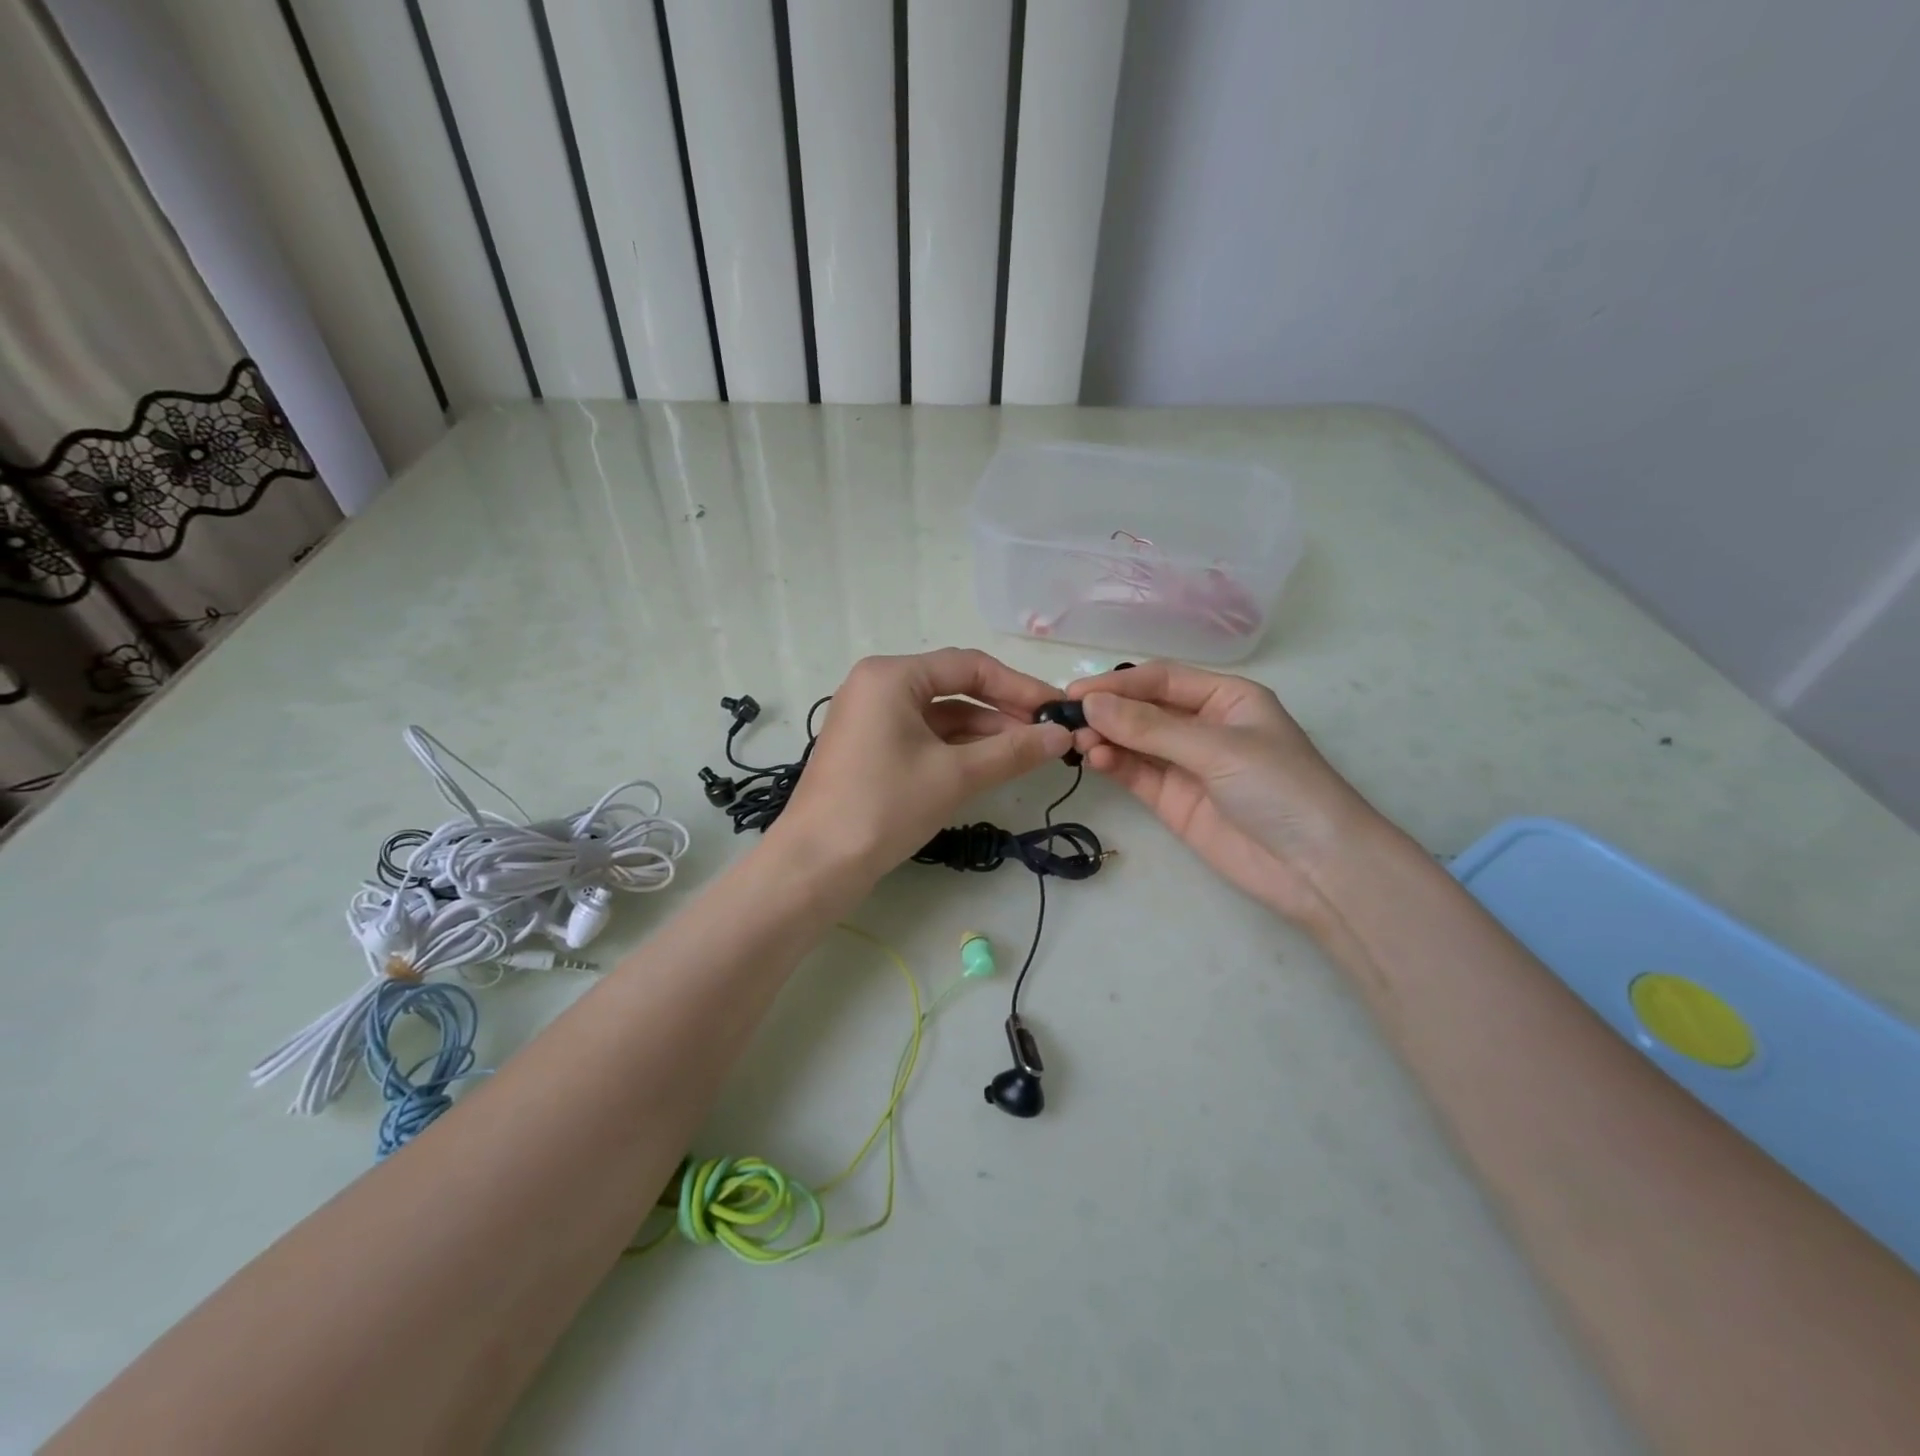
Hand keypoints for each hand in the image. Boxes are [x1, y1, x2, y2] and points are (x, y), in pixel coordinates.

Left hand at [776, 649, 1071, 877]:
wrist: (816, 864)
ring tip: (1029, 753)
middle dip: (1003, 711)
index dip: (1019, 687)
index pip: (969, 666)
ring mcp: (870, 718)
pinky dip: (956, 749)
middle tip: (1048, 734)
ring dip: (983, 732)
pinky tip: (990, 765)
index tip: (1057, 710)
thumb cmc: (885, 806)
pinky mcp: (869, 748)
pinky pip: (922, 737)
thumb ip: (1013, 751)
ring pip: (940, 715)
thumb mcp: (955, 775)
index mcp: (892, 676)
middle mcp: (877, 686)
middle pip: (954, 687)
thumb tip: (1063, 735)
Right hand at [1066, 661, 1380, 922]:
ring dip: (1105, 738)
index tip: (1077, 692)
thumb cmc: (1281, 788)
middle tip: (1066, 717)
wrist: (1317, 868)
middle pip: (1144, 709)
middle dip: (1108, 711)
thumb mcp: (1218, 748)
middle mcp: (1203, 725)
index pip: (1162, 680)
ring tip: (1077, 742)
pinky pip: (1136, 773)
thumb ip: (1151, 727)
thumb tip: (1091, 704)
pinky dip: (1113, 764)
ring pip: (1134, 742)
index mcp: (1226, 698)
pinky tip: (1094, 759)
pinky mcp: (1173, 800)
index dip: (1119, 683)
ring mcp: (1186, 764)